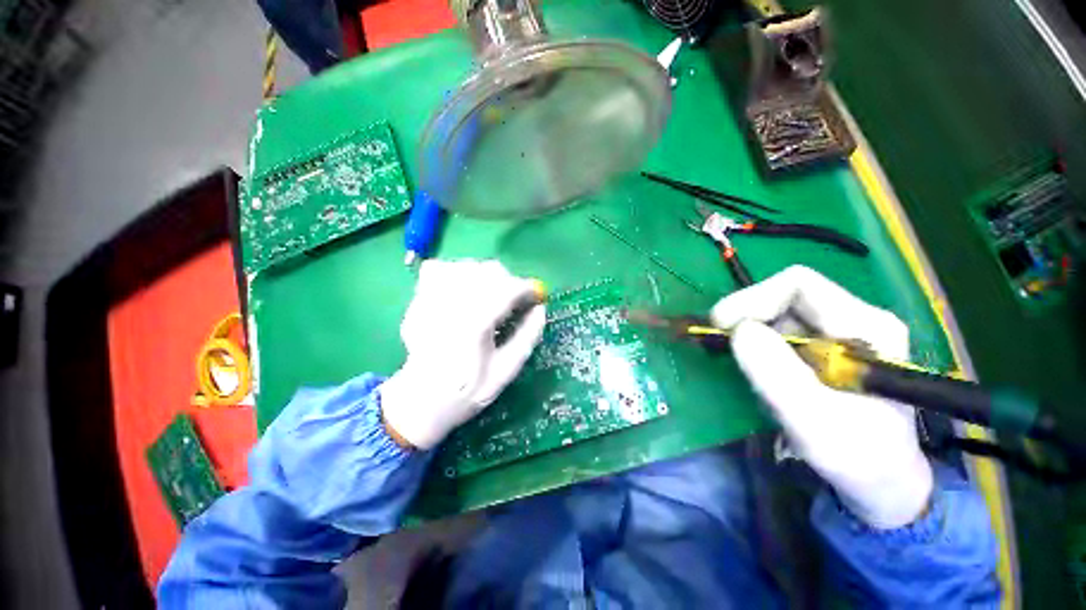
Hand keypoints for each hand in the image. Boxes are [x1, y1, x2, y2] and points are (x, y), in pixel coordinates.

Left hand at [380, 259, 546, 449]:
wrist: (420, 401)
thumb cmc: (467, 391)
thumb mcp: (506, 371)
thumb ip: (527, 337)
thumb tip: (541, 309)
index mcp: (475, 324)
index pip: (508, 289)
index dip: (528, 290)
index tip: (537, 297)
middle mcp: (452, 304)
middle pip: (489, 271)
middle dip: (509, 283)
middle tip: (514, 303)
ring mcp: (431, 298)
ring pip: (468, 266)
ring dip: (486, 277)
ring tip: (491, 297)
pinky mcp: (418, 299)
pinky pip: (441, 268)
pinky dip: (458, 273)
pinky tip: (463, 290)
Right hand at [711, 266, 931, 528]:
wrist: (880, 482)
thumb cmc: (858, 458)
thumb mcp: (815, 422)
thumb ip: (777, 374)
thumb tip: (739, 330)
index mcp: (866, 326)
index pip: (798, 284)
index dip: (753, 299)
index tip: (721, 326)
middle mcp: (852, 319)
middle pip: (783, 295)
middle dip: (744, 314)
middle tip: (717, 340)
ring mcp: (837, 332)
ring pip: (776, 312)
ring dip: (747, 330)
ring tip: (736, 359)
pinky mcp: (822, 347)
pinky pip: (776, 330)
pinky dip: (753, 341)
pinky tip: (750, 364)